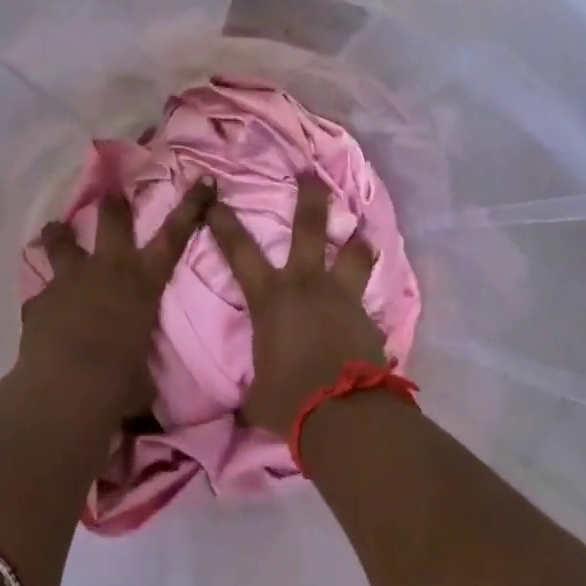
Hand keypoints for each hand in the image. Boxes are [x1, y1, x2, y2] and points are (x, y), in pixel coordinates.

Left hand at [20, 181, 213, 422]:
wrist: (67, 389)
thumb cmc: (121, 381)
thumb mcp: (144, 371)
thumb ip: (140, 359)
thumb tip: (141, 382)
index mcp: (143, 282)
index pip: (175, 236)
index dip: (191, 206)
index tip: (203, 180)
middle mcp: (108, 269)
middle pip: (112, 220)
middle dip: (113, 204)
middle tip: (111, 193)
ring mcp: (69, 280)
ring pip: (61, 240)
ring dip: (60, 234)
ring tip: (57, 230)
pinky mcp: (39, 300)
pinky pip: (41, 292)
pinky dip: (43, 298)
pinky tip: (42, 309)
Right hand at [205, 174, 386, 434]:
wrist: (343, 413)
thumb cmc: (288, 399)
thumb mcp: (257, 394)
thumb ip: (253, 386)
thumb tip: (242, 407)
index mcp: (270, 298)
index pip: (239, 251)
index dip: (224, 223)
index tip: (215, 198)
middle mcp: (307, 285)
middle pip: (309, 228)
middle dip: (309, 198)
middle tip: (310, 172)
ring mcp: (342, 297)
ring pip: (352, 254)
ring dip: (355, 240)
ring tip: (360, 230)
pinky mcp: (368, 317)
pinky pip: (367, 298)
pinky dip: (366, 296)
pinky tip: (370, 305)